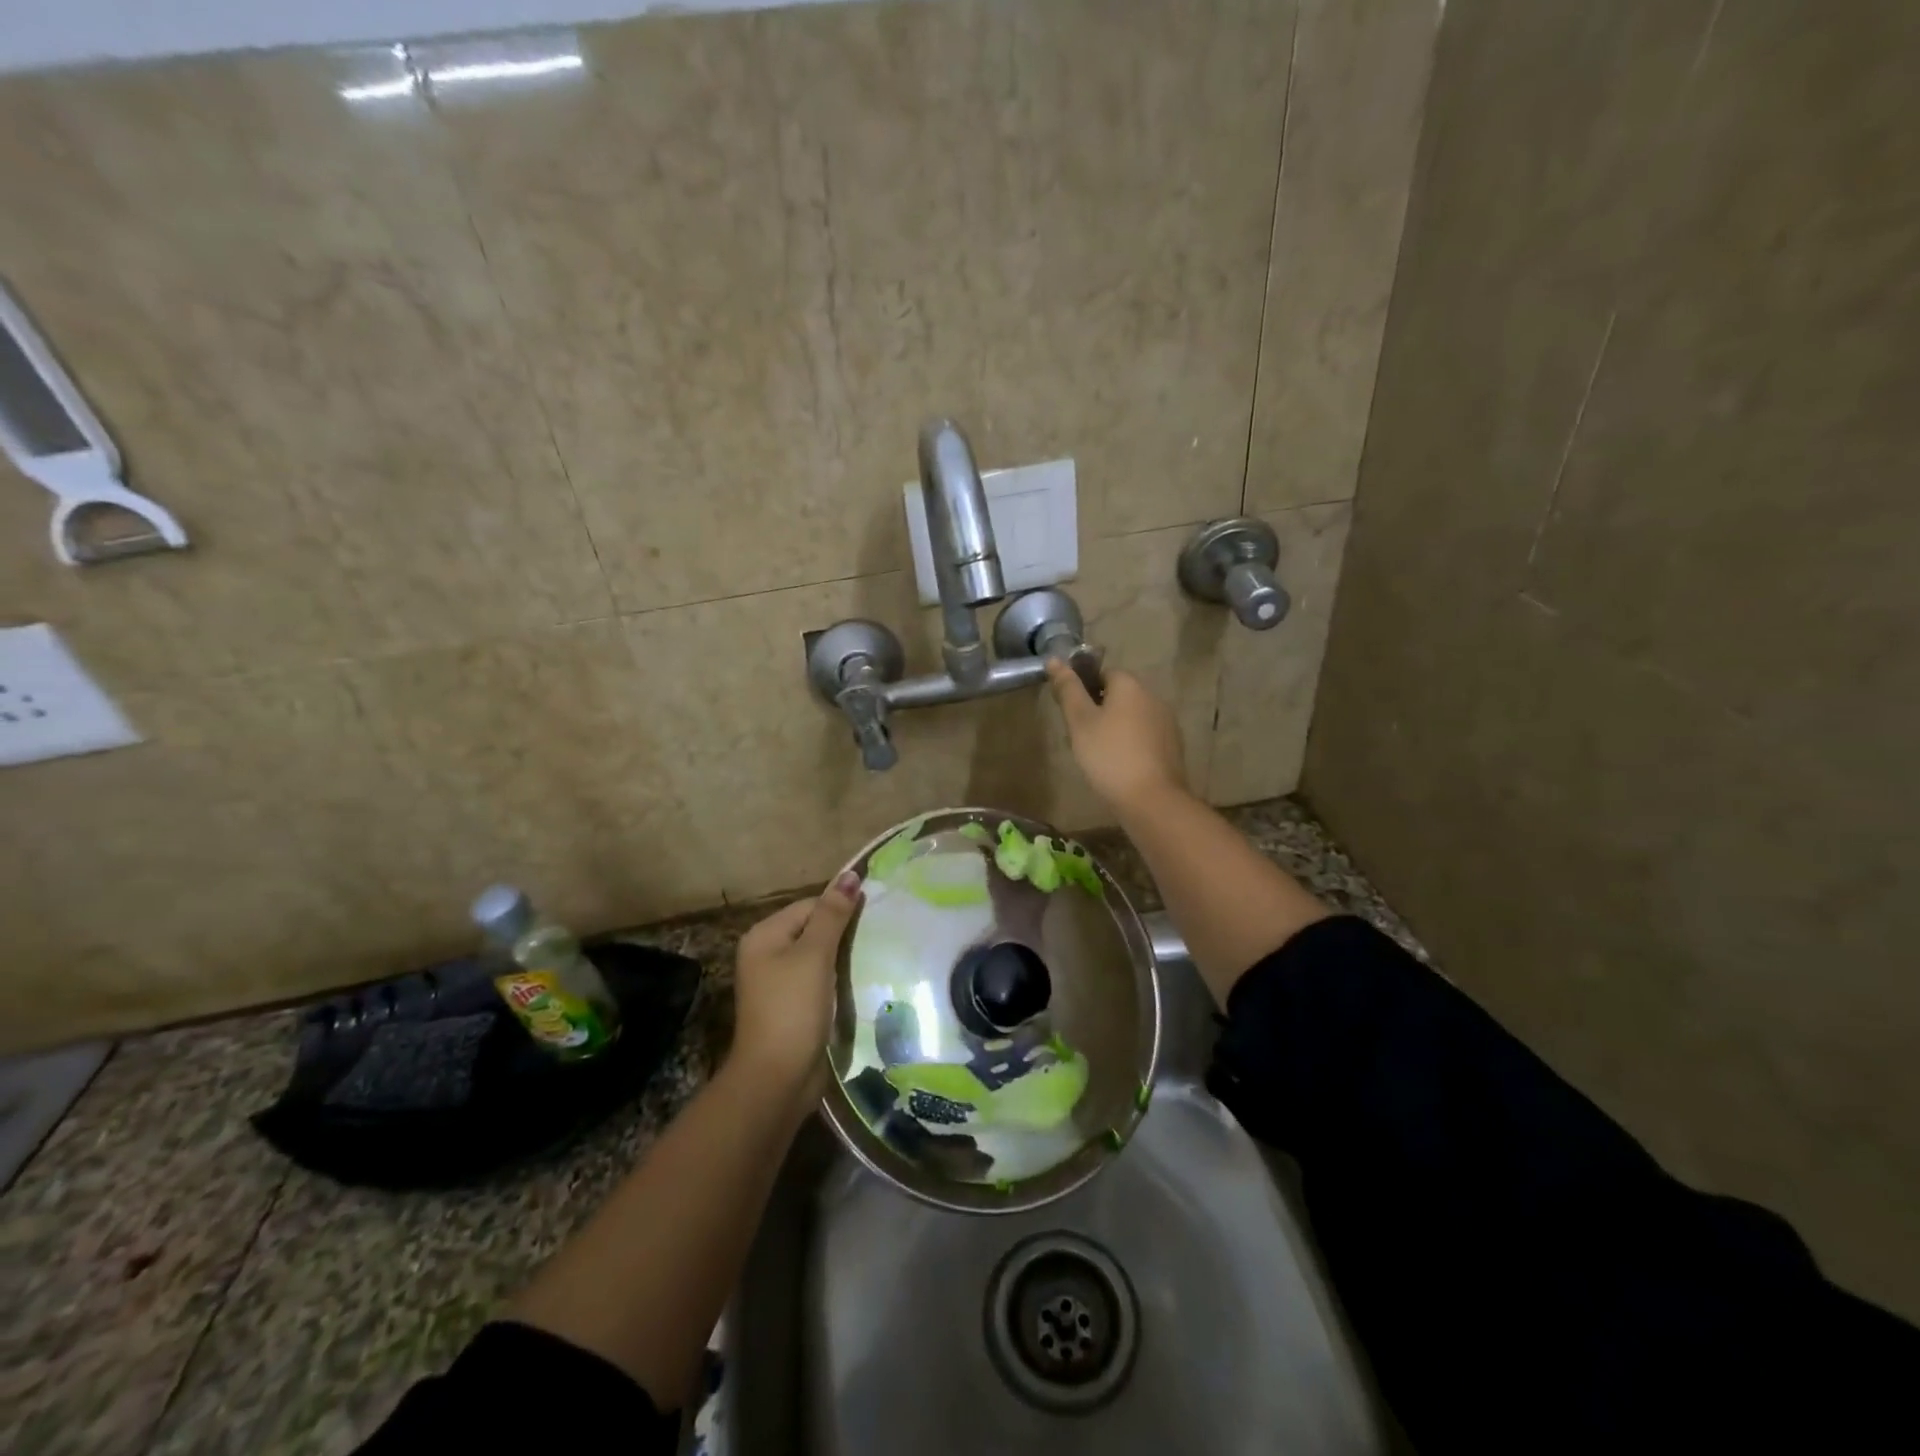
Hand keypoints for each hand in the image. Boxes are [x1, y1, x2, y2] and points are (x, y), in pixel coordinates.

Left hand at [730, 871, 861, 1098]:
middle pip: (814, 929)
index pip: (810, 906)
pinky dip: (839, 980)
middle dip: (844, 934)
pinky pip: (820, 982)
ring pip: (820, 957)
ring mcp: (779, 984)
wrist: (777, 1079)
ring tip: (876, 956)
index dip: (841, 909)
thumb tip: (850, 875)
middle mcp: (767, 955)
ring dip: (844, 958)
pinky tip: (861, 983)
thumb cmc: (793, 1009)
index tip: (875, 917)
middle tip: (881, 935)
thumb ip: (833, 915)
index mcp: (764, 936)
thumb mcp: (814, 955)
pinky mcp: (793, 1008)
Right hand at [1046, 660, 1188, 814]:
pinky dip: (1131, 744)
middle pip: (1120, 694)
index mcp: (1130, 685)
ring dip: (1116, 727)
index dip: (1085, 687)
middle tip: (1080, 735)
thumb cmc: (1109, 756)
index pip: (1104, 672)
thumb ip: (1068, 689)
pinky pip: (1145, 736)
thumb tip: (1054, 659)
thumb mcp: (1080, 721)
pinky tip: (1119, 765)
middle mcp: (1153, 697)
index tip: (1072, 711)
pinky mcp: (1173, 747)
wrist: (1151, 799)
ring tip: (1097, 753)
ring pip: (1133, 716)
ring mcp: (1167, 723)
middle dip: (1100, 709)